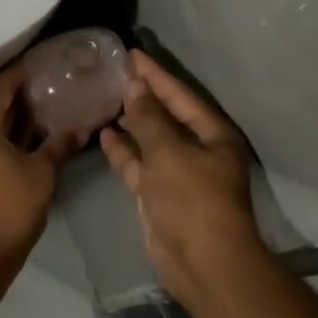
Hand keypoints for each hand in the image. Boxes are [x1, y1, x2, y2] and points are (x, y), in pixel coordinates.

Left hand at [0, 65, 78, 266]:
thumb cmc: (8, 209)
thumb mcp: (41, 174)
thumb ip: (59, 144)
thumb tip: (82, 127)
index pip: (1, 85)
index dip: (24, 75)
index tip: (47, 69)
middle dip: (17, 97)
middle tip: (49, 91)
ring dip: (6, 118)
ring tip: (40, 114)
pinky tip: (20, 140)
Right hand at [100, 51, 266, 303]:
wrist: (202, 263)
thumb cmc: (192, 199)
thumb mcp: (169, 152)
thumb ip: (149, 118)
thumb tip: (136, 89)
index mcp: (213, 135)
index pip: (181, 95)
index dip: (156, 74)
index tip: (132, 54)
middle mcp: (198, 150)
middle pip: (167, 115)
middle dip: (143, 95)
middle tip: (115, 72)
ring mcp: (177, 174)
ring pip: (150, 140)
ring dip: (131, 122)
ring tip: (105, 98)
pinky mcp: (158, 195)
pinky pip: (139, 165)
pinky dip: (123, 151)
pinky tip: (104, 133)